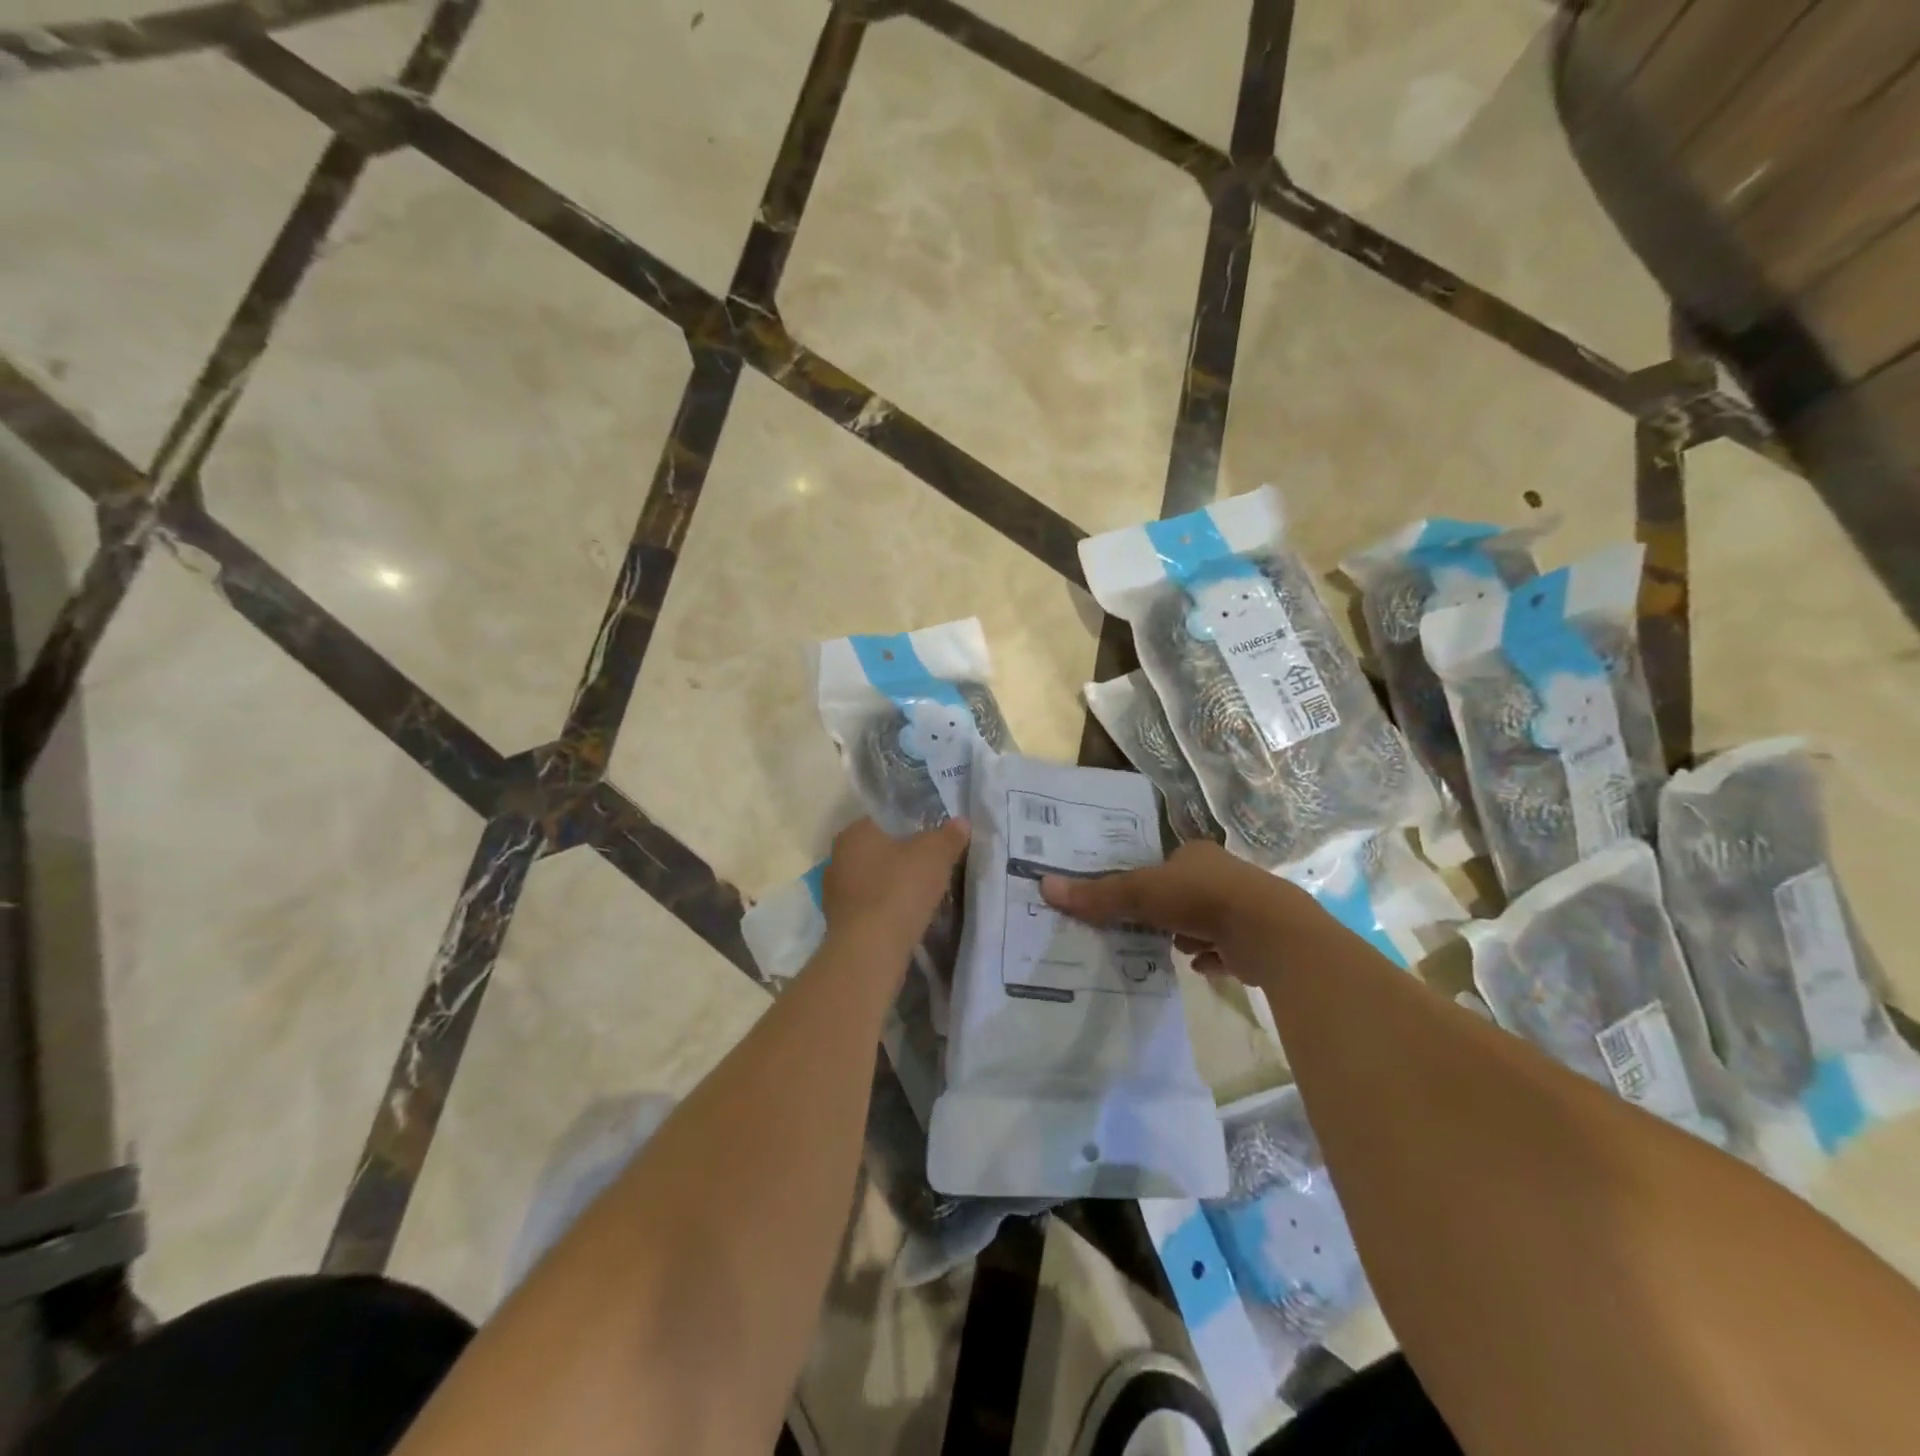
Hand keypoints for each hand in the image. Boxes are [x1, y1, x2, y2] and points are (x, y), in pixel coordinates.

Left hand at [820, 817, 969, 960]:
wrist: (870, 950)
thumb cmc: (900, 889)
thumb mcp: (935, 856)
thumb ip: (948, 836)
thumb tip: (961, 823)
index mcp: (855, 833)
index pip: (883, 820)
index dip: (909, 827)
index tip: (931, 842)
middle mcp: (837, 857)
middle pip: (876, 851)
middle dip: (900, 859)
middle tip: (930, 869)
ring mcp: (834, 892)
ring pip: (870, 880)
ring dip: (891, 886)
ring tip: (920, 897)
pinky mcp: (838, 923)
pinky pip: (868, 907)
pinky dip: (884, 910)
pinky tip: (904, 919)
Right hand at [1039, 840, 1311, 977]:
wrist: (1268, 932)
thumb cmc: (1201, 899)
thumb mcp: (1141, 894)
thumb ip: (1098, 894)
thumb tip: (1045, 886)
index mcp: (1196, 854)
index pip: (1165, 864)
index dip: (1147, 881)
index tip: (1130, 901)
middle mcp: (1222, 875)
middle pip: (1184, 892)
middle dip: (1166, 911)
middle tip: (1144, 930)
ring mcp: (1243, 907)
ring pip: (1206, 920)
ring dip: (1188, 934)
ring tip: (1170, 950)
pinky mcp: (1257, 940)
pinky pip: (1228, 949)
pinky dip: (1213, 957)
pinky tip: (1200, 967)